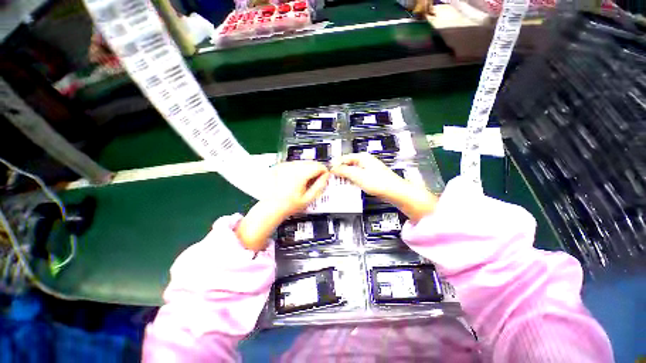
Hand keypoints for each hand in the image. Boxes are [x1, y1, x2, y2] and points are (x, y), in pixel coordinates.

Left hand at [236, 161, 329, 250]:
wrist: (271, 207)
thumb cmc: (288, 205)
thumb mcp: (308, 198)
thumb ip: (320, 186)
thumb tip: (326, 177)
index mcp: (299, 174)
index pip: (318, 166)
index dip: (324, 171)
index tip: (325, 177)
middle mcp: (291, 167)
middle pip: (311, 162)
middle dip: (316, 170)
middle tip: (315, 181)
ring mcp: (285, 166)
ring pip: (303, 162)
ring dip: (308, 169)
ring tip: (305, 182)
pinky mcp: (280, 166)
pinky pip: (295, 164)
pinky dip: (299, 169)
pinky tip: (297, 179)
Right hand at [330, 153, 437, 222]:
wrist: (395, 192)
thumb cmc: (380, 183)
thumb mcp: (358, 176)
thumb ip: (344, 171)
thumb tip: (334, 168)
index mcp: (362, 157)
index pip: (344, 158)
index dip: (336, 165)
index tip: (329, 172)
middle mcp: (365, 161)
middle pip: (348, 164)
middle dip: (340, 171)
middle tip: (333, 179)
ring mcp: (368, 169)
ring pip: (352, 171)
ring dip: (346, 177)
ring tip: (340, 183)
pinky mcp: (370, 176)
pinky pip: (357, 177)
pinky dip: (352, 180)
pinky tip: (350, 186)